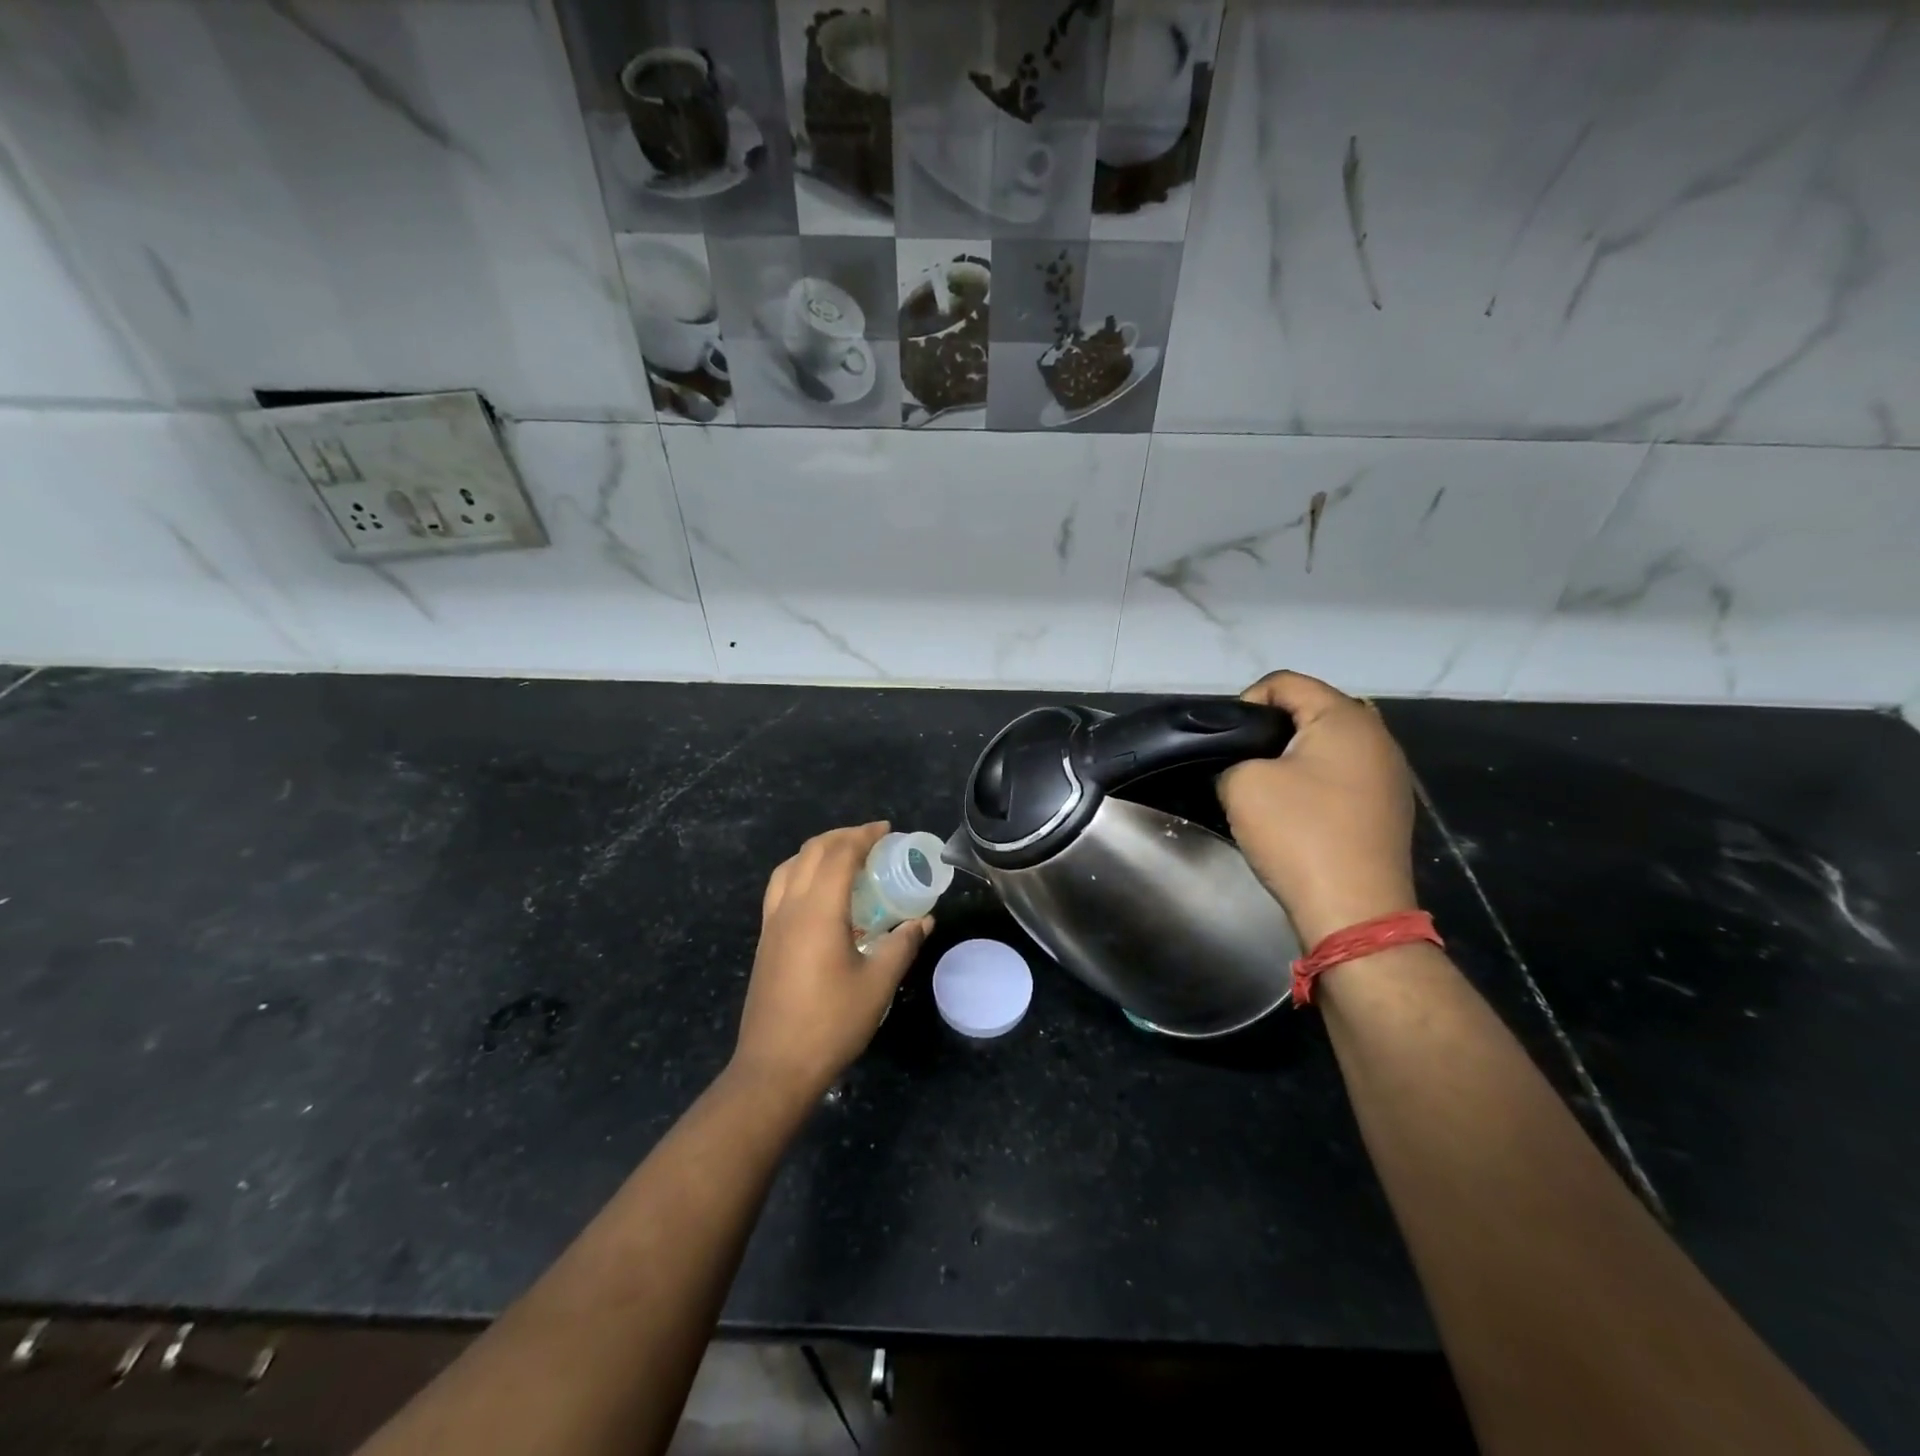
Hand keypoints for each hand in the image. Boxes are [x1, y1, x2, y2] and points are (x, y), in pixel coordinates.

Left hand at [732, 822, 931, 1099]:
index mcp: (818, 911)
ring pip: (790, 866)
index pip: (840, 854)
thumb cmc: (831, 1023)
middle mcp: (790, 907)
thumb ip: (901, 946)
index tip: (887, 831)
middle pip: (812, 851)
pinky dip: (802, 872)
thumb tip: (923, 921)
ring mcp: (772, 924)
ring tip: (845, 859)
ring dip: (818, 851)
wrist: (775, 1067)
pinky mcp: (765, 941)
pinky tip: (821, 895)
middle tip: (871, 840)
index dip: (864, 836)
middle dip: (842, 836)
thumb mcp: (877, 984)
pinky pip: (780, 888)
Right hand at [1217, 671, 1417, 946]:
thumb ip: (1233, 758)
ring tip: (1263, 786)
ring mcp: (1389, 774)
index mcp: (1345, 718)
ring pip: (1328, 744)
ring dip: (1293, 757)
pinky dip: (1314, 781)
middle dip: (1270, 729)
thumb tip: (1244, 766)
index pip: (1285, 682)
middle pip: (1311, 710)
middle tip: (1241, 761)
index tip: (1225, 741)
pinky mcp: (1388, 807)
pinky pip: (1342, 775)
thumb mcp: (1242, 784)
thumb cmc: (1298, 834)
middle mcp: (1377, 736)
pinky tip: (1295, 811)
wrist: (1353, 910)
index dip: (1246, 703)